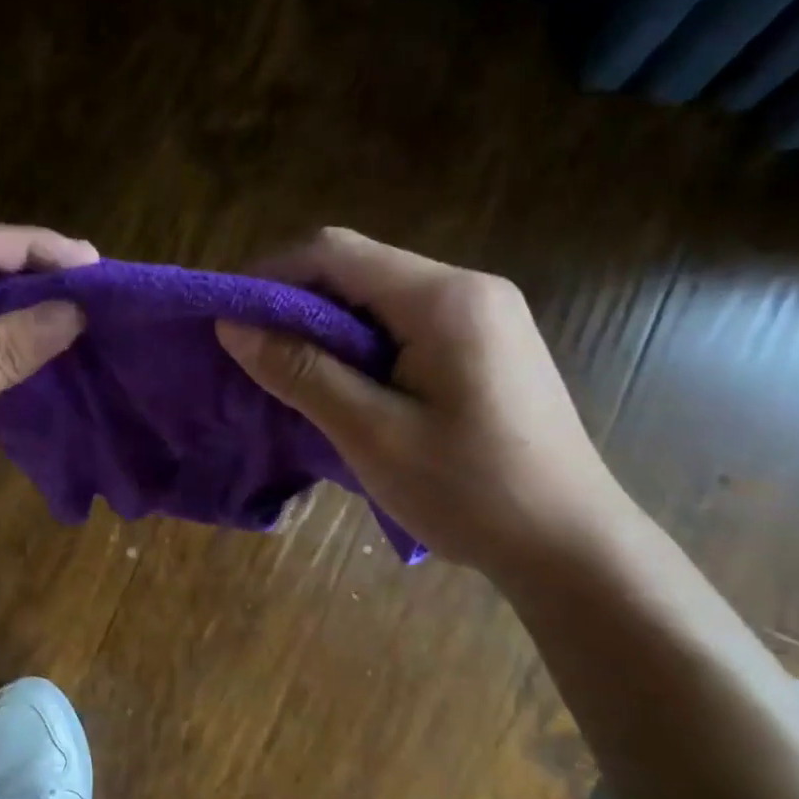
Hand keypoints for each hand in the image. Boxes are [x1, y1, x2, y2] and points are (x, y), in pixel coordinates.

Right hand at [216, 227, 631, 576]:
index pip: (336, 253)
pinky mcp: (488, 347)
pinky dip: (364, 347)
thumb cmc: (470, 492)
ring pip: (382, 300)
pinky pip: (409, 326)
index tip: (229, 320)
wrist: (569, 545)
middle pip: (360, 270)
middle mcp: (470, 289)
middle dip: (298, 304)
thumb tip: (233, 325)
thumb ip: (301, 372)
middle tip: (254, 355)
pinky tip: (347, 388)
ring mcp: (486, 316)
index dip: (273, 276)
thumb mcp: (372, 434)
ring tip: (291, 376)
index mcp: (444, 299)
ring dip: (329, 329)